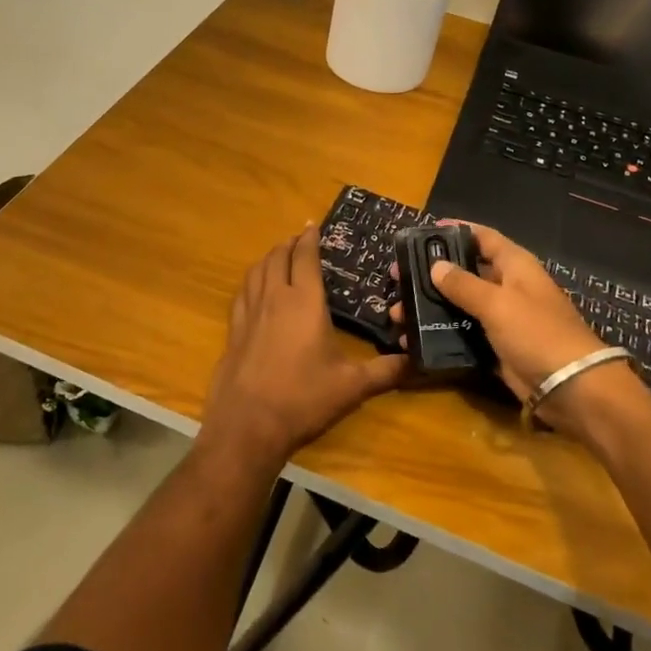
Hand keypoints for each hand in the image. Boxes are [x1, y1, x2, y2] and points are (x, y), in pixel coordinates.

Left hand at [199, 226, 407, 467]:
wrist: (248, 424)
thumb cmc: (303, 399)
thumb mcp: (352, 386)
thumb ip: (386, 371)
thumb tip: (417, 360)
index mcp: (305, 302)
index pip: (306, 258)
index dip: (310, 239)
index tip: (313, 225)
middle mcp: (274, 298)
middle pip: (278, 258)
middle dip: (289, 244)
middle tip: (299, 239)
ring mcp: (249, 313)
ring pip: (257, 271)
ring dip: (269, 258)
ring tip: (278, 256)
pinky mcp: (233, 331)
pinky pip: (242, 293)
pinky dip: (251, 281)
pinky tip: (254, 290)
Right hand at [392, 222, 628, 436]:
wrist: (572, 388)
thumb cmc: (537, 333)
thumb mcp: (497, 303)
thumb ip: (463, 284)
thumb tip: (435, 266)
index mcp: (516, 266)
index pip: (483, 238)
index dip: (455, 231)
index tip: (422, 232)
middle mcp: (509, 287)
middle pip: (465, 272)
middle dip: (431, 273)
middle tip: (396, 275)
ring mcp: (503, 319)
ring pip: (460, 305)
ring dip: (430, 307)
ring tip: (397, 311)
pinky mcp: (497, 348)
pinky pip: (463, 334)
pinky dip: (440, 334)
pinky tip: (413, 338)